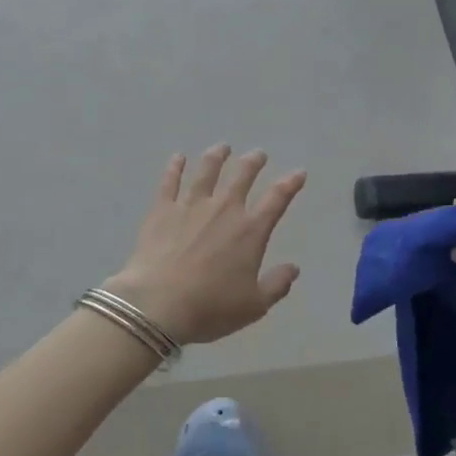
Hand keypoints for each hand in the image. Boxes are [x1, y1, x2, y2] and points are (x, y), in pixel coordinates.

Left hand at [105, 145, 307, 344]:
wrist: (157, 305)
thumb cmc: (209, 307)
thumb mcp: (253, 306)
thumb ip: (276, 285)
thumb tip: (293, 268)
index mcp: (250, 231)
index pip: (277, 199)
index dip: (290, 184)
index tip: (299, 173)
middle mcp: (224, 210)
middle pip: (242, 176)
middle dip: (253, 162)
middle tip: (258, 154)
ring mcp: (191, 206)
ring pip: (207, 171)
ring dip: (217, 157)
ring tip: (222, 147)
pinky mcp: (162, 210)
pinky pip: (170, 181)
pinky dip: (175, 167)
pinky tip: (178, 157)